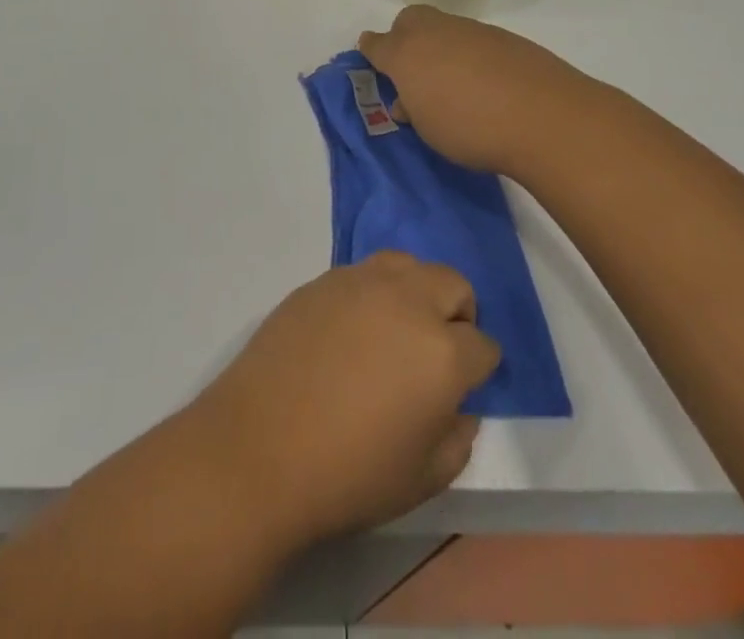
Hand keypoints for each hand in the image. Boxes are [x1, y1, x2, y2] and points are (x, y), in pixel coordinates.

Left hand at [189, 253, 498, 548]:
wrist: (259, 447)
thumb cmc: (348, 474)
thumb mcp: (423, 479)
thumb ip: (457, 438)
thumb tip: (459, 407)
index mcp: (442, 353)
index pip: (484, 345)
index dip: (480, 368)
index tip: (465, 386)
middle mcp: (406, 302)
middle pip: (452, 283)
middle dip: (458, 314)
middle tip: (437, 350)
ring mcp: (359, 283)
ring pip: (406, 264)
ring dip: (415, 291)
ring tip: (395, 329)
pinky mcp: (321, 280)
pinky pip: (362, 273)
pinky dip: (372, 293)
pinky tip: (351, 329)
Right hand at [357, 5, 610, 178]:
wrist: (544, 116)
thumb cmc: (471, 129)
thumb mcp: (429, 129)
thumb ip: (414, 108)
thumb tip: (412, 99)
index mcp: (406, 54)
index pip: (377, 44)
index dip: (371, 50)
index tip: (370, 55)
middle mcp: (435, 33)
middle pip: (409, 20)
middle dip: (405, 37)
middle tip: (414, 69)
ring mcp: (472, 30)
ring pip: (445, 28)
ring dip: (441, 47)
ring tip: (454, 83)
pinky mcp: (504, 37)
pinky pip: (475, 40)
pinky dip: (472, 55)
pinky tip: (487, 82)